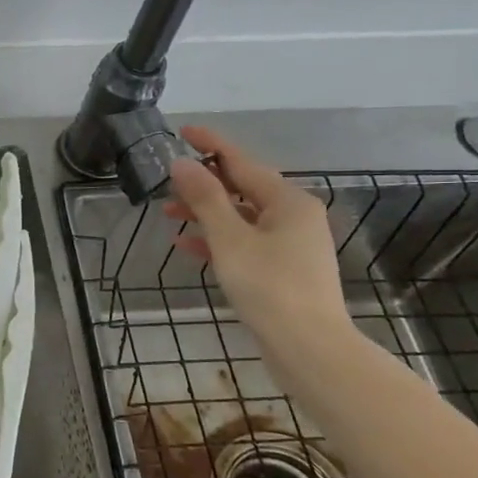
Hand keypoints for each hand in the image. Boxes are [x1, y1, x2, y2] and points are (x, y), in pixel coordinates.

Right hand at [163, 126, 349, 348]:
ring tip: (169, 213)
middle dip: (204, 184)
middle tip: (168, 180)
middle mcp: (294, 216)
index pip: (242, 161)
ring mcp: (291, 244)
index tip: (183, 130)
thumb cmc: (269, 287)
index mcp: (288, 201)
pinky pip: (245, 242)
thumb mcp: (230, 239)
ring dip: (206, 213)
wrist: (309, 347)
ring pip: (241, 217)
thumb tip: (182, 163)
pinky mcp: (283, 269)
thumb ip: (205, 198)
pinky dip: (218, 240)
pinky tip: (188, 246)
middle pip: (242, 188)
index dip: (211, 144)